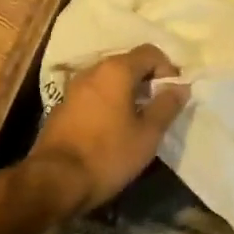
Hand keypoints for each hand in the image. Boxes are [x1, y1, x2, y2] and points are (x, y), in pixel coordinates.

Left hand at [28, 46, 184, 215]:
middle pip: (129, 63)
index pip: (151, 52)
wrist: (53, 182)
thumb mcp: (147, 134)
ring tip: (137, 120)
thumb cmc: (107, 154)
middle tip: (158, 108)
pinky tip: (112, 129)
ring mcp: (74, 87)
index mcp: (116, 70)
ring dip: (127, 93)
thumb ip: (167, 106)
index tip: (173, 96)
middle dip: (148, 81)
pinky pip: (94, 94)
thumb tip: (180, 87)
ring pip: (110, 79)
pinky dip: (109, 103)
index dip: (168, 70)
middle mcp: (93, 70)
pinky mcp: (62, 106)